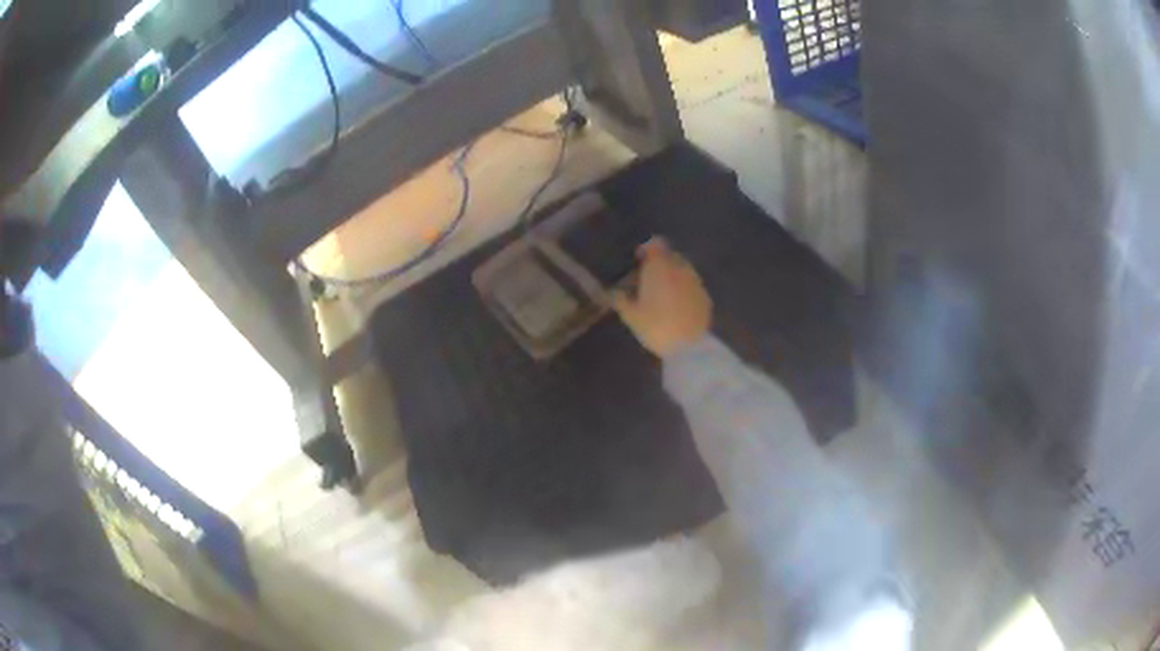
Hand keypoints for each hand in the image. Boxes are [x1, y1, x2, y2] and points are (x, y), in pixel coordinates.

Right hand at [612, 237, 711, 357]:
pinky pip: (691, 285)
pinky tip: (676, 305)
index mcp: (660, 266)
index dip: (646, 249)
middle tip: (647, 280)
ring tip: (662, 294)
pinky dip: (683, 289)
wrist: (690, 346)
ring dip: (672, 276)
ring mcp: (696, 281)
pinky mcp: (705, 296)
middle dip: (659, 263)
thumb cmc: (656, 326)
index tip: (637, 260)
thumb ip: (621, 299)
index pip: (655, 244)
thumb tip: (614, 291)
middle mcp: (680, 268)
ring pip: (682, 270)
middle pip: (670, 256)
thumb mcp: (631, 316)